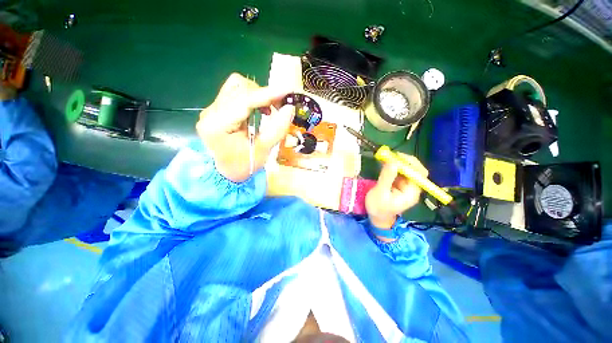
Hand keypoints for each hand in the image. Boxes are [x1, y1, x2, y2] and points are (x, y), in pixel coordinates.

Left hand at [196, 73, 292, 181]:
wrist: (225, 173)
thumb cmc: (243, 166)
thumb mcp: (263, 150)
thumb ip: (277, 128)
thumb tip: (290, 108)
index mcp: (218, 125)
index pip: (244, 101)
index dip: (267, 94)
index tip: (287, 90)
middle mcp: (211, 112)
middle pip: (238, 88)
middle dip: (263, 94)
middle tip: (280, 106)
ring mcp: (211, 109)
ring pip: (236, 87)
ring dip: (257, 94)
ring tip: (269, 110)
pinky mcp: (216, 110)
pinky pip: (235, 94)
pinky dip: (252, 98)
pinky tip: (259, 111)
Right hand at [365, 154, 427, 234]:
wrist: (377, 218)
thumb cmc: (378, 208)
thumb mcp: (380, 193)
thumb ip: (387, 178)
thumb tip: (393, 162)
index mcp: (411, 192)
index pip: (419, 174)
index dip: (410, 163)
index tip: (397, 157)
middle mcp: (412, 187)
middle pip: (415, 170)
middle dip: (404, 161)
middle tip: (390, 155)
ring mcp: (405, 185)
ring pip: (406, 170)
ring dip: (397, 162)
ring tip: (385, 157)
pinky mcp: (399, 184)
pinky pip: (399, 172)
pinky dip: (393, 166)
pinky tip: (384, 162)